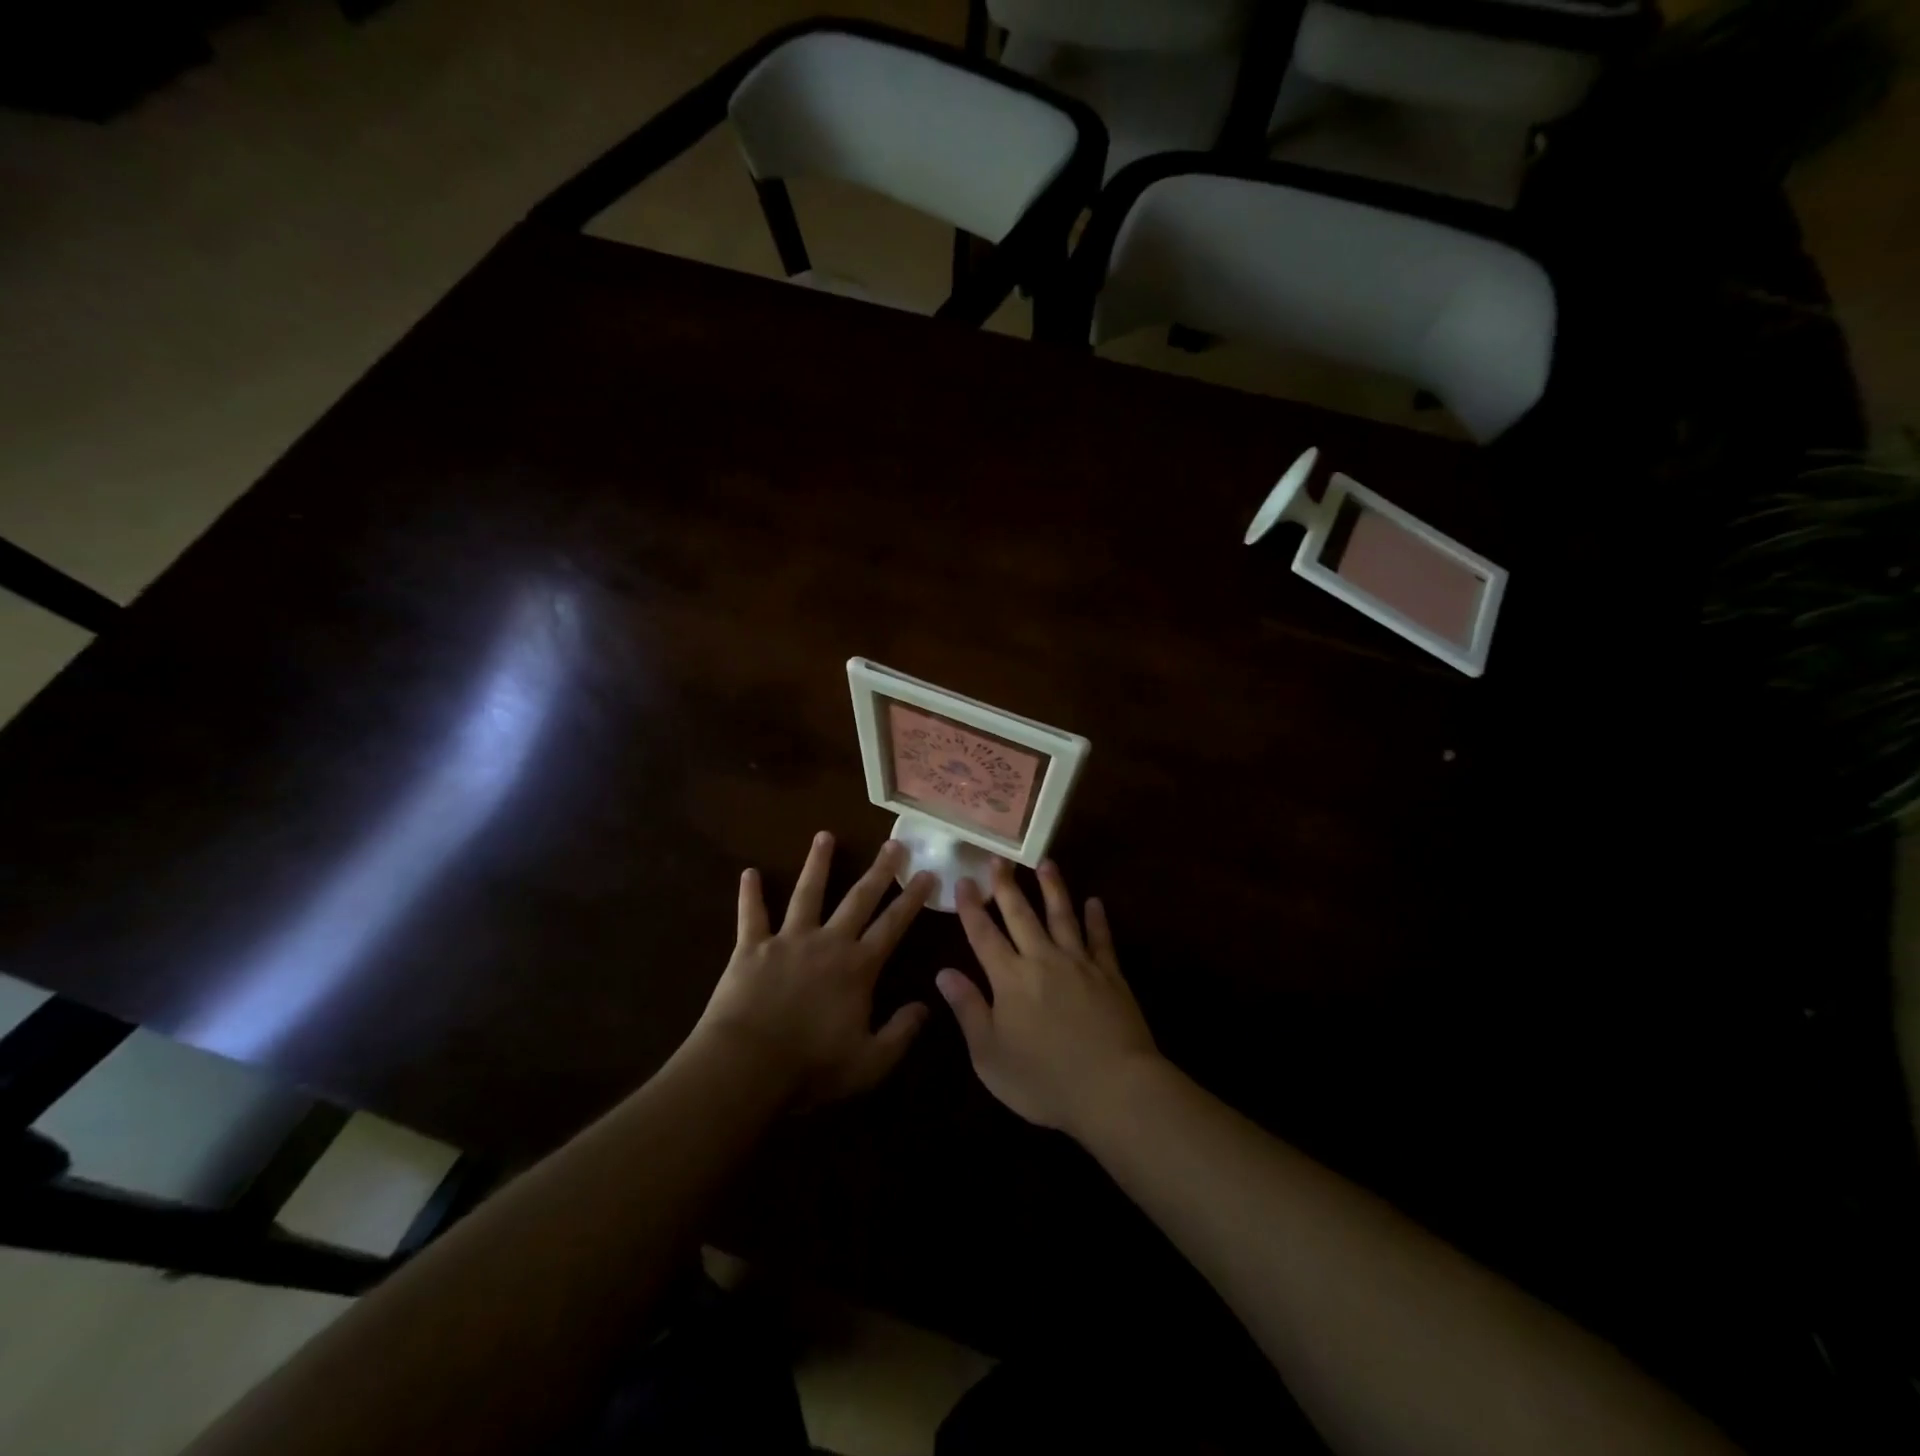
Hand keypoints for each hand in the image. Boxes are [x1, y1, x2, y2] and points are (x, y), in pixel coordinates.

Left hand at [696, 833, 934, 1108]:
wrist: (747, 1066)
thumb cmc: (811, 1067)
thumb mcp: (870, 1062)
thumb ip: (901, 1033)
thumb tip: (925, 1006)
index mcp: (858, 967)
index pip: (893, 925)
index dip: (912, 899)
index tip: (927, 873)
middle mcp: (828, 942)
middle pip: (858, 899)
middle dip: (879, 871)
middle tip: (893, 843)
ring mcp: (788, 940)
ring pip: (807, 893)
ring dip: (817, 864)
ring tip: (824, 836)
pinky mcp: (752, 948)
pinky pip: (752, 915)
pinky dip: (750, 894)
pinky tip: (749, 872)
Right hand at [936, 859, 1159, 1135]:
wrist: (1113, 1088)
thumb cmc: (1043, 1080)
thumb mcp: (990, 1055)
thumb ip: (968, 1010)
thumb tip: (943, 972)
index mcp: (1009, 978)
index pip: (984, 934)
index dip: (971, 907)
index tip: (963, 880)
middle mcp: (1042, 959)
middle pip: (1021, 914)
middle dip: (1007, 886)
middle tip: (999, 858)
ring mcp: (1079, 963)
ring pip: (1062, 915)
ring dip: (1052, 888)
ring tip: (1046, 863)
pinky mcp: (1110, 974)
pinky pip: (1101, 939)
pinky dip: (1097, 919)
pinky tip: (1095, 903)